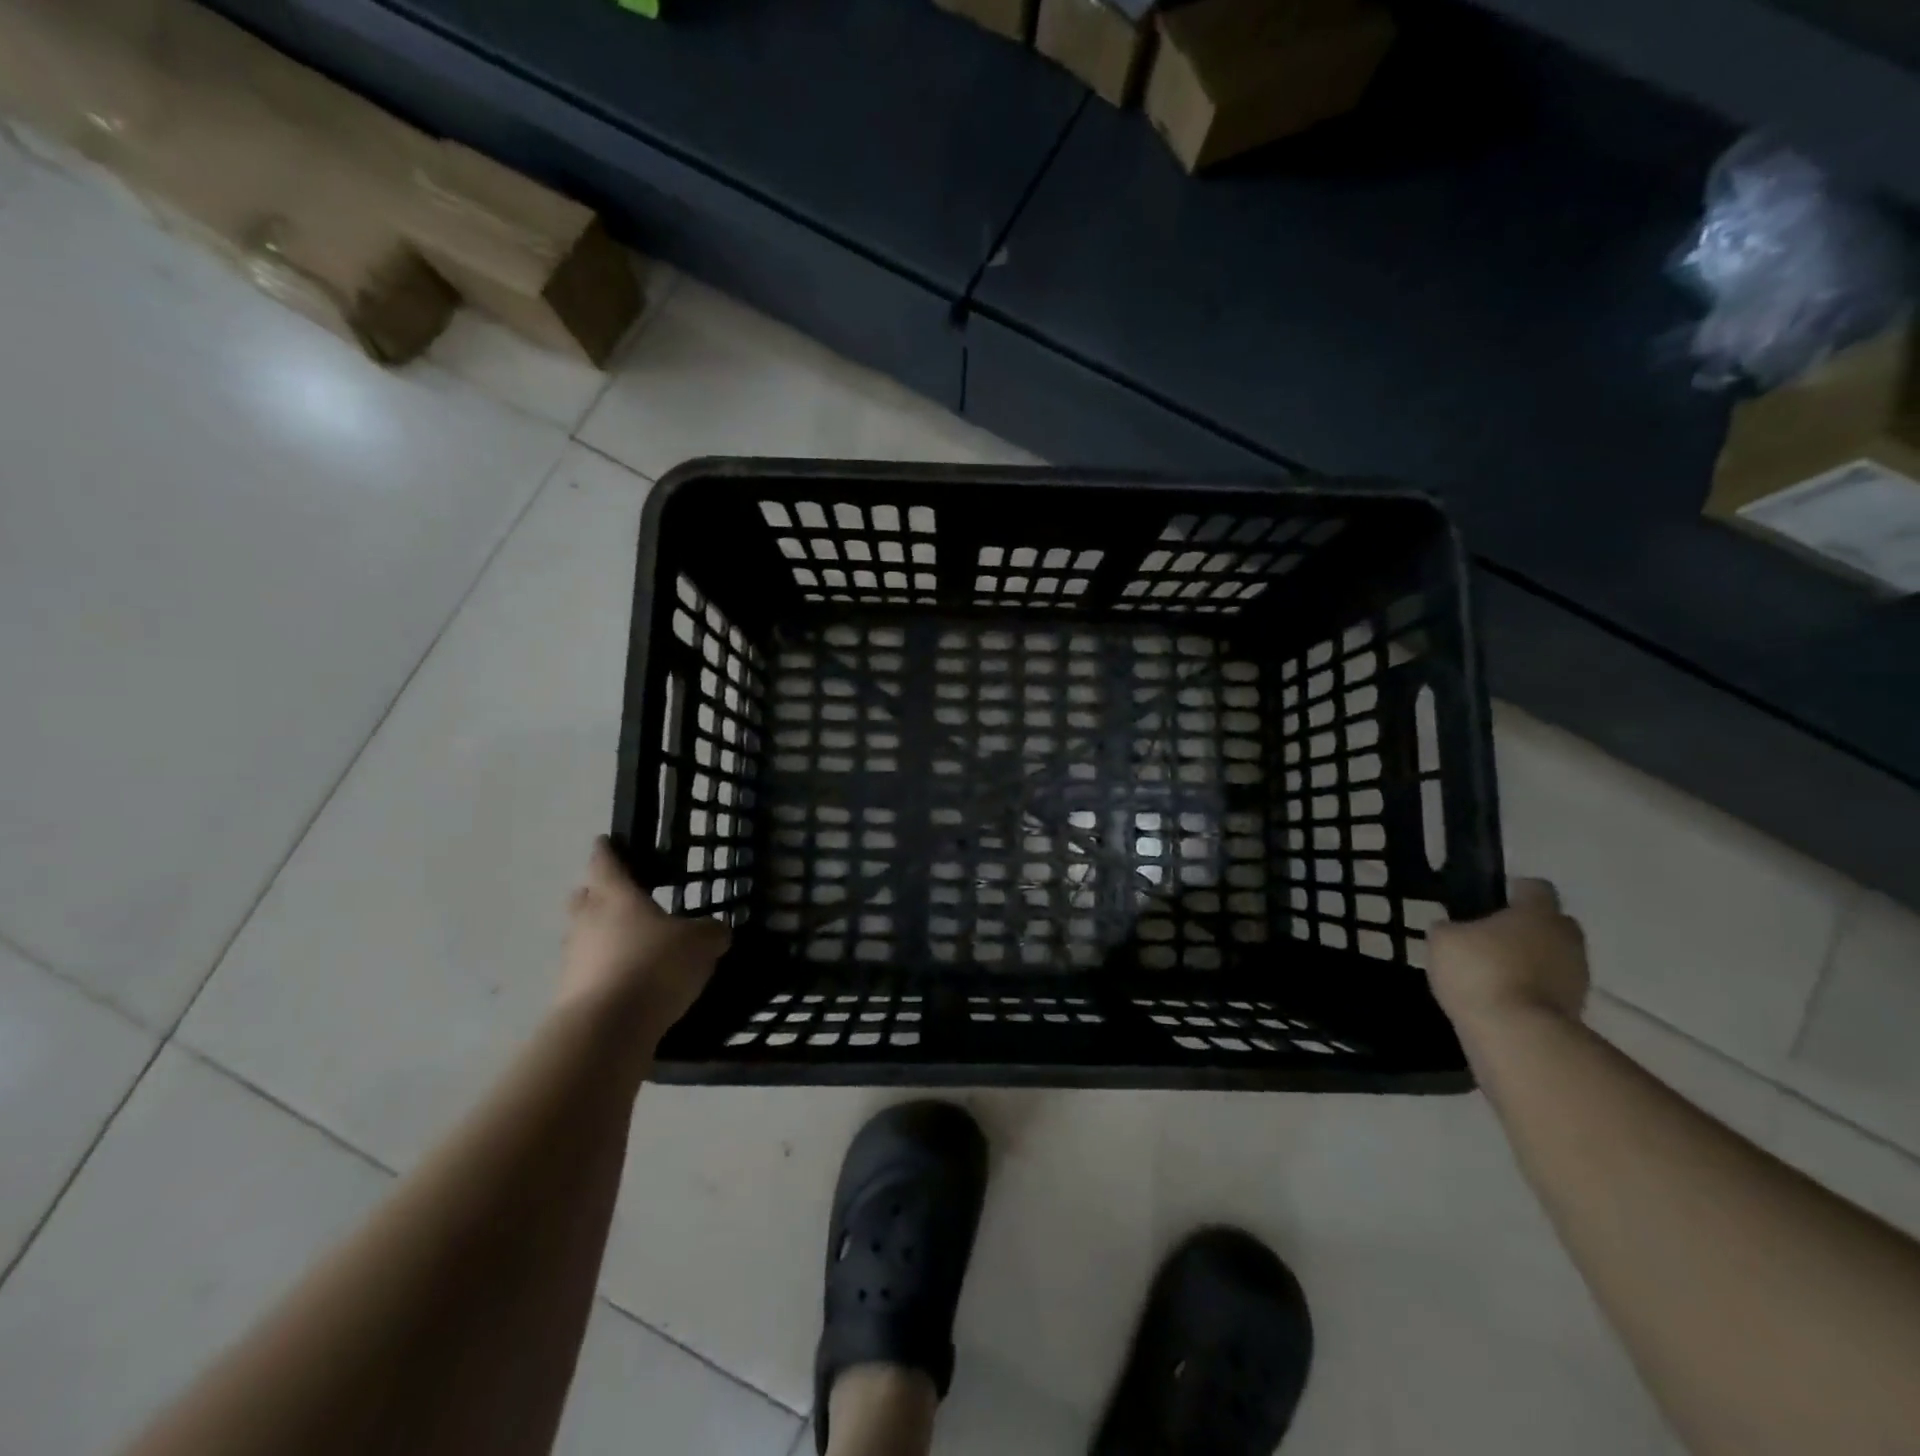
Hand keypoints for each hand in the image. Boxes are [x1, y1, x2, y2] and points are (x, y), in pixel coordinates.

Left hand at [560, 838, 729, 1038]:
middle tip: (616, 895)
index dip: (607, 851)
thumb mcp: (700, 944)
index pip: (605, 863)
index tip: (605, 842)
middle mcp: (587, 921)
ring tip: (627, 944)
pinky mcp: (569, 995)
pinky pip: (587, 973)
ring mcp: (572, 960)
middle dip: (595, 893)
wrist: (607, 1027)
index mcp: (616, 896)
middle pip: (583, 898)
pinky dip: (603, 972)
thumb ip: (710, 932)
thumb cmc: (654, 965)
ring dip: (598, 937)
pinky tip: (626, 982)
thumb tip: (717, 931)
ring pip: (583, 936)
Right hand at [1427, 878, 1589, 1034]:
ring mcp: (1577, 976)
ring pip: (1554, 957)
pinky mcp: (1578, 1009)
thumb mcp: (1442, 940)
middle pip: (1552, 923)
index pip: (1535, 887)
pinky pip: (1551, 988)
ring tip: (1493, 973)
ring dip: (1531, 961)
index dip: (1513, 891)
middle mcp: (1566, 938)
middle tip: (1492, 938)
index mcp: (1537, 913)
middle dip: (1527, 928)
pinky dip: (1532, 989)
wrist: (1517, 1035)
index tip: (1491, 901)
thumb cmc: (1479, 971)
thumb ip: (1450, 928)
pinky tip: (1502, 997)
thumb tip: (1454, 929)